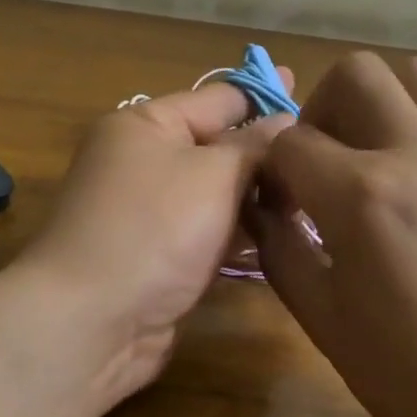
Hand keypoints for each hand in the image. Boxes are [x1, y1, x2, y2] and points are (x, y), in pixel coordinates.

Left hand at [18, 73, 293, 402]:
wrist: (90, 321)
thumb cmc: (154, 228)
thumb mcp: (213, 174)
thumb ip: (255, 145)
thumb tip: (286, 121)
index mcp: (147, 124)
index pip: (219, 98)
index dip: (266, 96)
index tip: (312, 95)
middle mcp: (144, 161)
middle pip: (219, 146)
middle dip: (269, 154)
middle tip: (326, 160)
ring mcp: (151, 211)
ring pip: (218, 193)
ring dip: (260, 197)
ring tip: (318, 198)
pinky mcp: (159, 255)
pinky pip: (209, 231)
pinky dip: (240, 232)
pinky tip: (284, 236)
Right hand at [250, 53, 416, 416]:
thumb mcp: (326, 324)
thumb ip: (281, 252)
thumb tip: (262, 209)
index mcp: (361, 195)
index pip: (290, 141)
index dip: (272, 167)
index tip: (280, 201)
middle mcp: (416, 152)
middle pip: (354, 73)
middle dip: (321, 109)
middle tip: (324, 161)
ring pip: (416, 74)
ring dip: (381, 102)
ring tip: (377, 155)